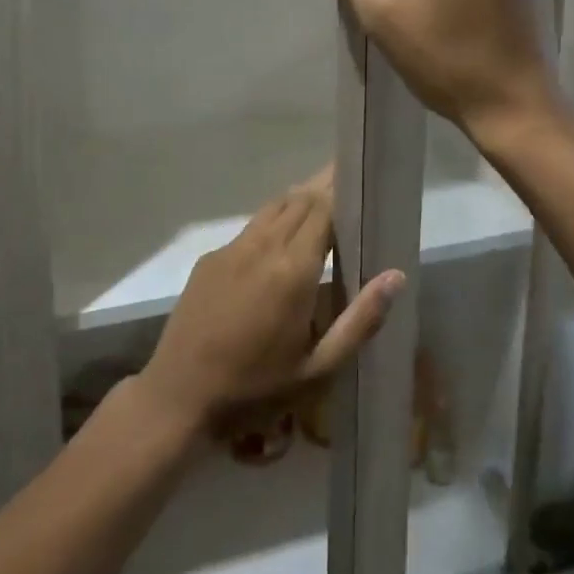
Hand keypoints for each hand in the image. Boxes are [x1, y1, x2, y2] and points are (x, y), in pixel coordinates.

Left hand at [140, 168, 404, 430]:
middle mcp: (262, 247)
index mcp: (292, 270)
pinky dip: (274, 219)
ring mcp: (231, 249)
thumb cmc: (255, 388)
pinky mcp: (210, 258)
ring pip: (273, 208)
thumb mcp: (317, 368)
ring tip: (322, 197)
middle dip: (324, 187)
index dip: (342, 190)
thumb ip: (359, 321)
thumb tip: (396, 276)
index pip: (323, 209)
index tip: (361, 178)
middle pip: (299, 200)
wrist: (178, 396)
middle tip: (348, 179)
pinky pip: (251, 228)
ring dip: (299, 199)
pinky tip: (282, 236)